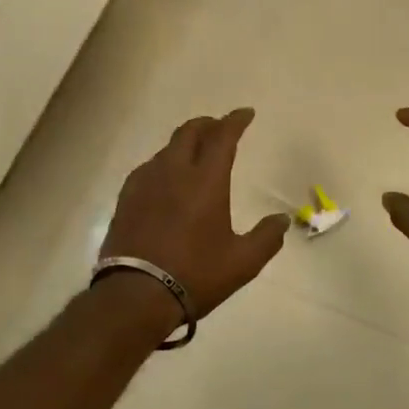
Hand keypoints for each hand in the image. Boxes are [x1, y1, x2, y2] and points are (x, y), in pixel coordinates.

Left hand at [102, 109, 289, 318]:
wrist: (134, 295)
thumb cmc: (195, 275)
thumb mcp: (242, 262)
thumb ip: (266, 237)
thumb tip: (283, 219)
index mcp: (206, 181)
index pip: (222, 137)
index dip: (235, 121)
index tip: (246, 113)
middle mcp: (174, 172)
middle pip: (189, 132)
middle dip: (208, 124)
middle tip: (220, 128)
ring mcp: (145, 183)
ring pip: (167, 149)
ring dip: (185, 143)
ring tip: (195, 154)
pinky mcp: (126, 199)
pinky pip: (149, 168)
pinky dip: (165, 163)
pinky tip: (167, 180)